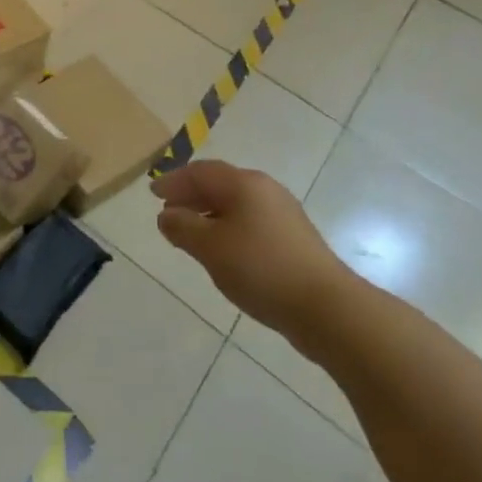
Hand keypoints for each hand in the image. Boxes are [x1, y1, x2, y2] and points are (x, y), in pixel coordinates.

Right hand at [152, 161, 353, 352]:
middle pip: (219, 184)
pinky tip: (224, 252)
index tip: (152, 193)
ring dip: (209, 214)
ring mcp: (284, 214)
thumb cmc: (261, 269)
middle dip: (191, 196)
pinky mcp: (295, 239)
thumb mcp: (210, 248)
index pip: (200, 172)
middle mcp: (265, 189)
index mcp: (243, 183)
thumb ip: (182, 228)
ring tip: (191, 234)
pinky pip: (251, 222)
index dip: (173, 181)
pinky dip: (229, 228)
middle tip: (169, 212)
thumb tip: (166, 215)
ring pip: (236, 204)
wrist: (328, 309)